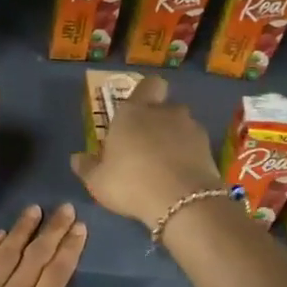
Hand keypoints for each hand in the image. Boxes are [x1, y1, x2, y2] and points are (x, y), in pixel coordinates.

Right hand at [70, 76, 223, 228]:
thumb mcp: (98, 181)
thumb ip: (87, 167)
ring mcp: (191, 129)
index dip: (146, 94)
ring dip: (176, 140)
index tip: (137, 112)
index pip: (148, 85)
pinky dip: (189, 157)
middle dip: (159, 121)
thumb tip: (77, 158)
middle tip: (147, 145)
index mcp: (134, 112)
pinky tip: (180, 178)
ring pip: (183, 126)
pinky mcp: (209, 149)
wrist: (182, 202)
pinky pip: (196, 147)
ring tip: (166, 166)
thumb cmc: (131, 183)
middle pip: (165, 107)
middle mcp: (165, 112)